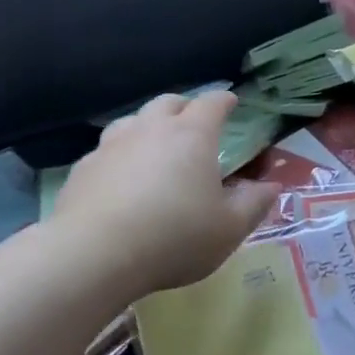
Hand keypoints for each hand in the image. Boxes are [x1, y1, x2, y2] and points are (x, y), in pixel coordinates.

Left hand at [52, 91, 278, 300]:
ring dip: (148, 126)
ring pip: (133, 120)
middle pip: (169, 102)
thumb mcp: (229, 228)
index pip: (212, 103)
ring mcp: (112, 144)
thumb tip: (271, 186)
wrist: (95, 254)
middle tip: (193, 124)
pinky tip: (120, 179)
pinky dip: (119, 156)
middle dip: (184, 107)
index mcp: (192, 135)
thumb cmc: (174, 237)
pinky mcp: (83, 167)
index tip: (231, 103)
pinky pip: (106, 150)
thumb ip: (254, 204)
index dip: (224, 100)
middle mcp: (151, 128)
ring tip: (154, 147)